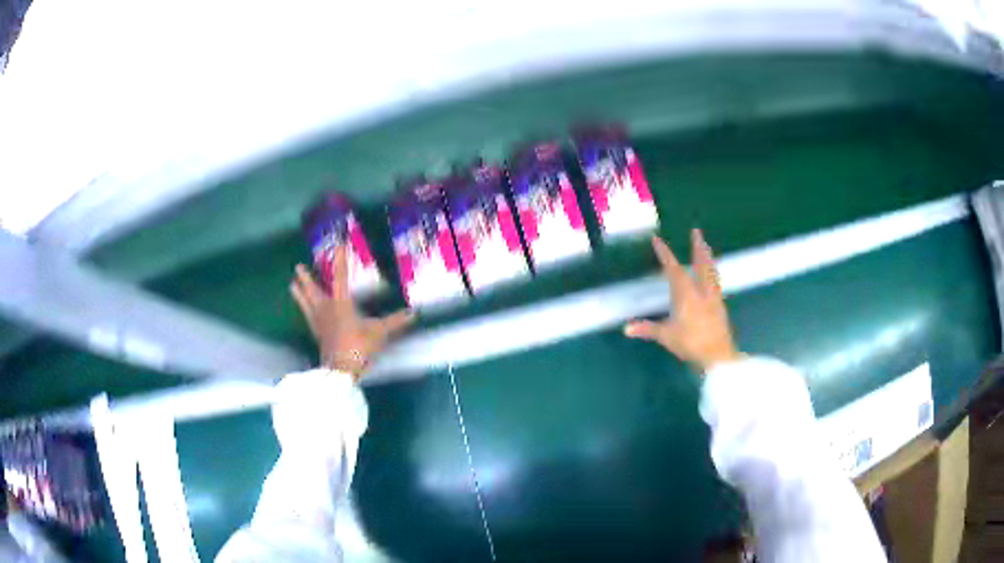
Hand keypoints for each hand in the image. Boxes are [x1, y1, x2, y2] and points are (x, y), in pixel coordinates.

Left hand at [290, 246, 413, 381]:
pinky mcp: (317, 333)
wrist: (340, 369)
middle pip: (314, 290)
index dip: (340, 260)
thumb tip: (413, 313)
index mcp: (342, 303)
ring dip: (300, 293)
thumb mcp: (380, 333)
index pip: (341, 277)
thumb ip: (395, 322)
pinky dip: (305, 310)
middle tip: (298, 266)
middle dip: (307, 278)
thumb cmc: (359, 346)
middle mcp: (327, 308)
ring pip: (307, 303)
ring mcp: (319, 322)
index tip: (338, 245)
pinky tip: (304, 310)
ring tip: (292, 284)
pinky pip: (308, 317)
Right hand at [624, 229, 738, 372]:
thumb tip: (627, 328)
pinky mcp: (721, 306)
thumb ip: (648, 329)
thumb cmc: (691, 344)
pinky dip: (713, 274)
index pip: (673, 270)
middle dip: (697, 247)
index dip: (665, 254)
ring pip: (711, 272)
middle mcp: (701, 291)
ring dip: (708, 257)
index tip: (657, 240)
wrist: (718, 355)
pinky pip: (717, 283)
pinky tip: (713, 276)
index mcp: (686, 294)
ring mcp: (713, 297)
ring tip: (706, 247)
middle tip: (696, 231)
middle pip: (700, 264)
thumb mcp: (667, 337)